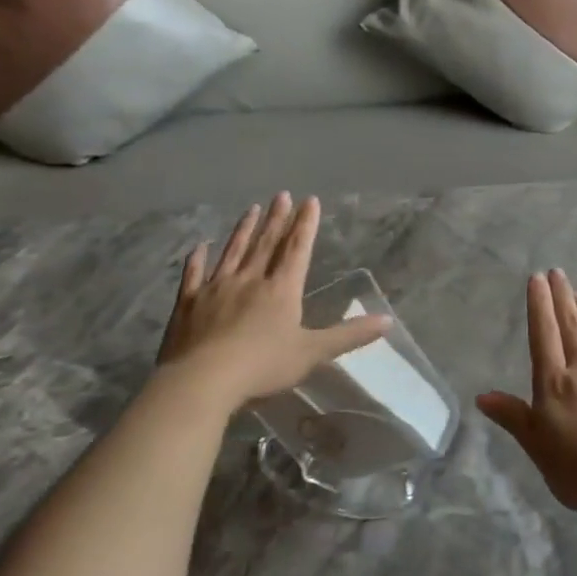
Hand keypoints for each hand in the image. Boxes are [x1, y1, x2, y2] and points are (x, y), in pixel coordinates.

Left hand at [158, 194, 390, 406]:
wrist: (203, 380)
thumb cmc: (263, 366)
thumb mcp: (313, 352)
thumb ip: (349, 335)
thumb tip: (388, 321)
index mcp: (281, 289)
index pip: (297, 249)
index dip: (306, 225)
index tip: (310, 200)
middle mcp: (250, 280)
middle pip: (266, 244)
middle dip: (277, 219)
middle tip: (282, 195)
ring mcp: (216, 288)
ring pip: (233, 252)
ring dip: (244, 230)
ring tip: (251, 209)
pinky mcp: (188, 304)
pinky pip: (193, 275)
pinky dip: (197, 259)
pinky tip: (199, 246)